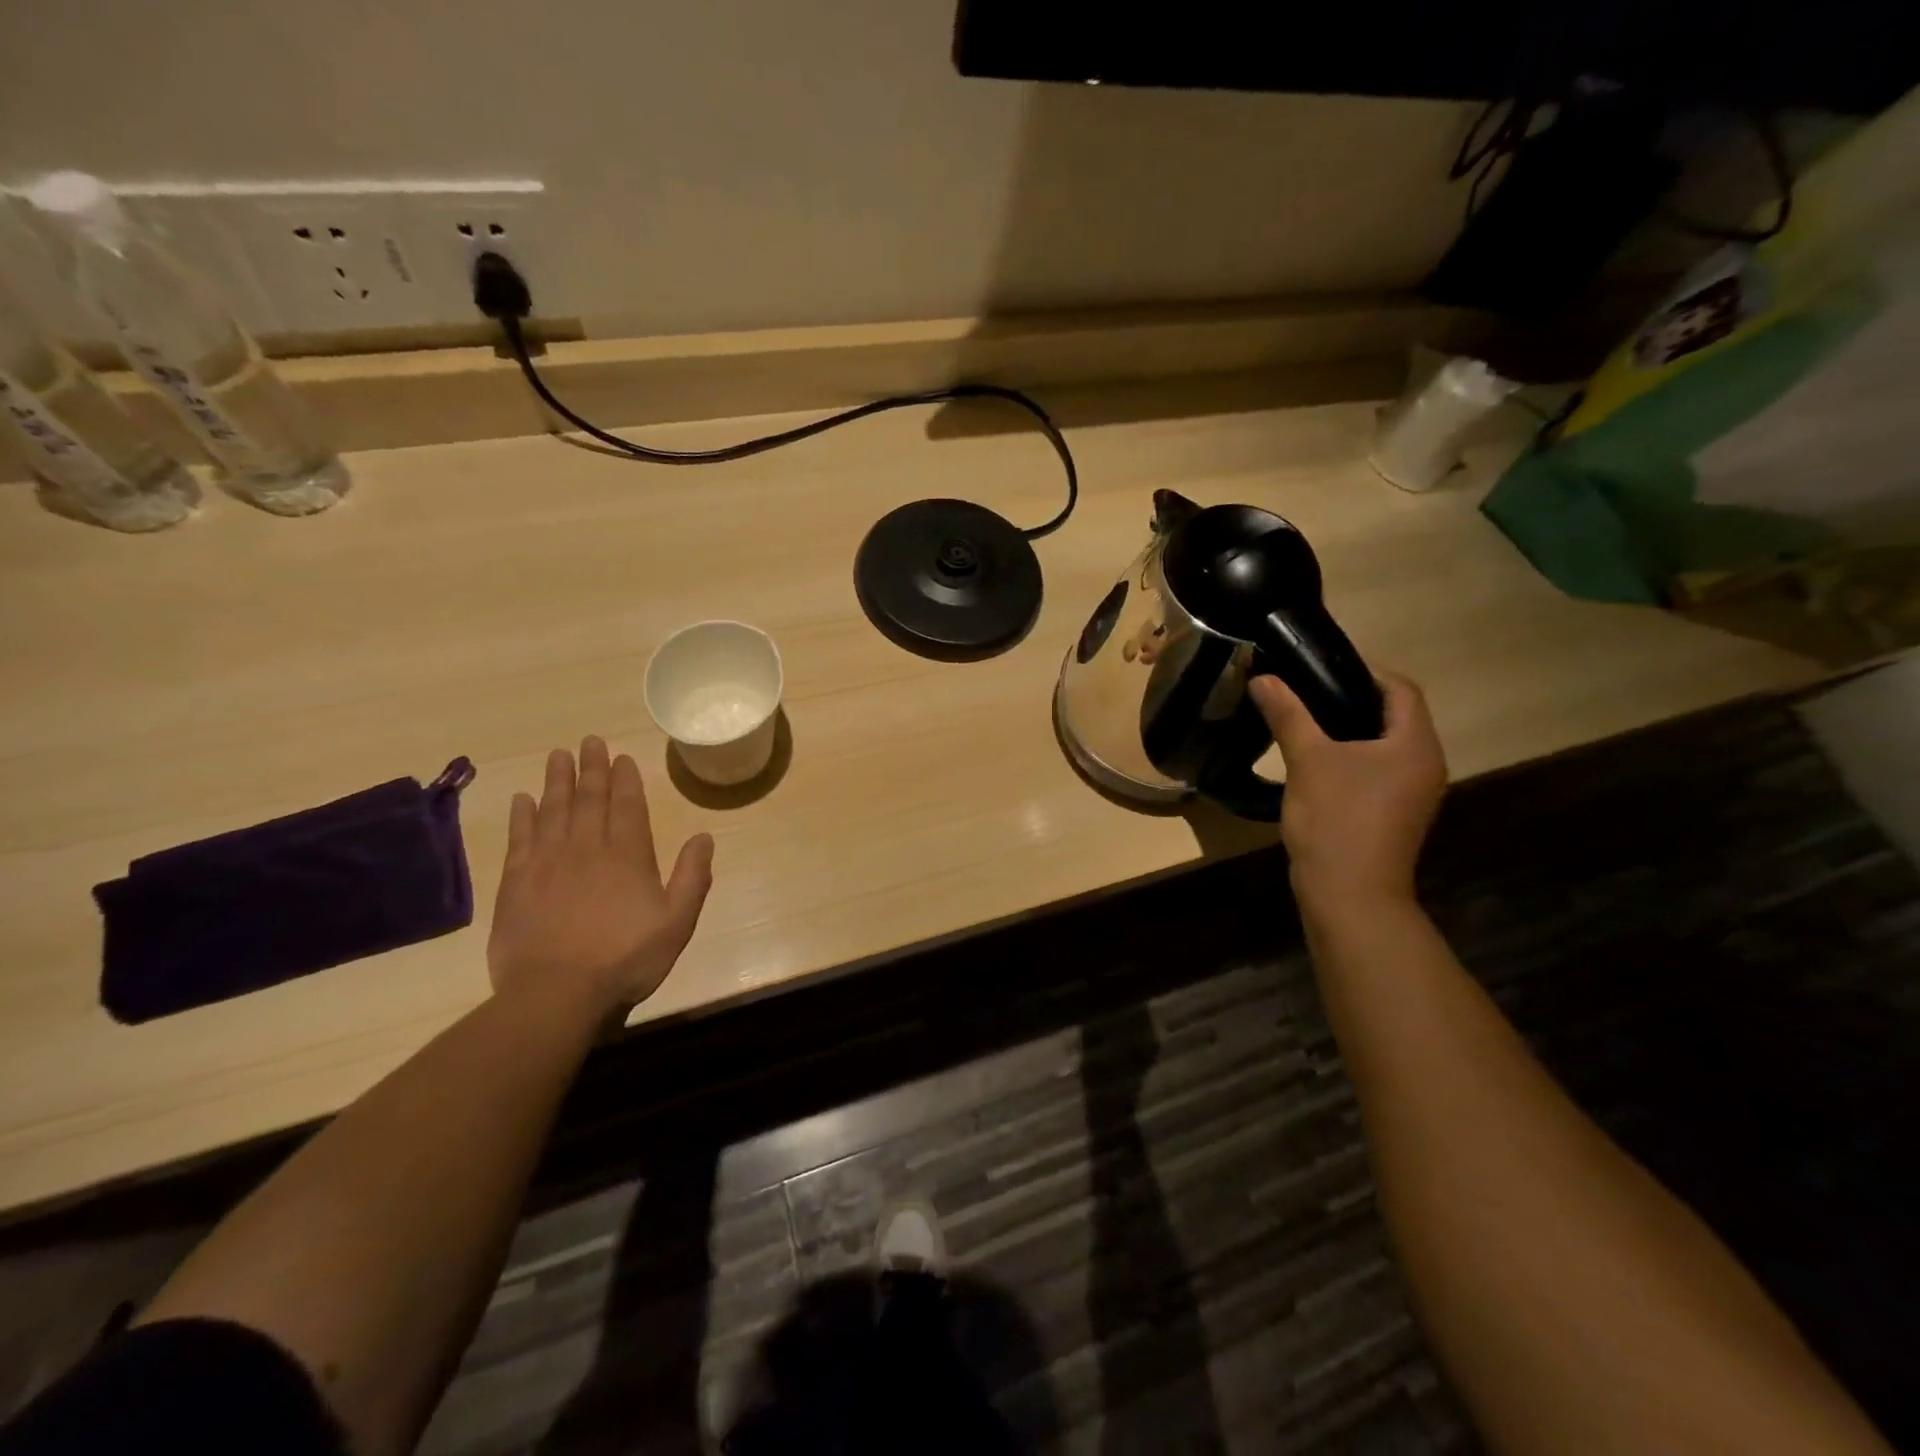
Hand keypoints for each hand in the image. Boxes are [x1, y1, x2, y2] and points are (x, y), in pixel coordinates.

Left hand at [487, 736, 713, 1019]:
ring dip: (557, 781)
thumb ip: (692, 876)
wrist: (557, 994)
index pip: (627, 806)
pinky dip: (521, 816)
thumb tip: (703, 836)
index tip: (621, 755)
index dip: (625, 779)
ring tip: (559, 755)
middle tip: (589, 741)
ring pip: (553, 810)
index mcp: (627, 856)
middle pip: (589, 799)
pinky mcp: (516, 883)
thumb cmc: (626, 958)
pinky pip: (520, 839)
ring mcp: (547, 863)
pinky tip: (522, 799)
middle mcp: (587, 849)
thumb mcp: (677, 922)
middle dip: (592, 769)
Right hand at [1249, 672, 1446, 908]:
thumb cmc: (1336, 819)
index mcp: (1415, 744)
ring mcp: (1413, 794)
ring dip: (1350, 731)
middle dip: (1351, 700)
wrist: (1349, 894)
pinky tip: (1315, 763)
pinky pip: (1378, 772)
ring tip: (1304, 723)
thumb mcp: (1307, 759)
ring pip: (1385, 746)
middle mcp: (1426, 764)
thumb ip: (1288, 714)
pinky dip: (1352, 759)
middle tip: (1305, 693)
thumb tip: (1264, 678)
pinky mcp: (1395, 815)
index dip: (1363, 672)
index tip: (1319, 669)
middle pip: (1395, 716)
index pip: (1400, 689)